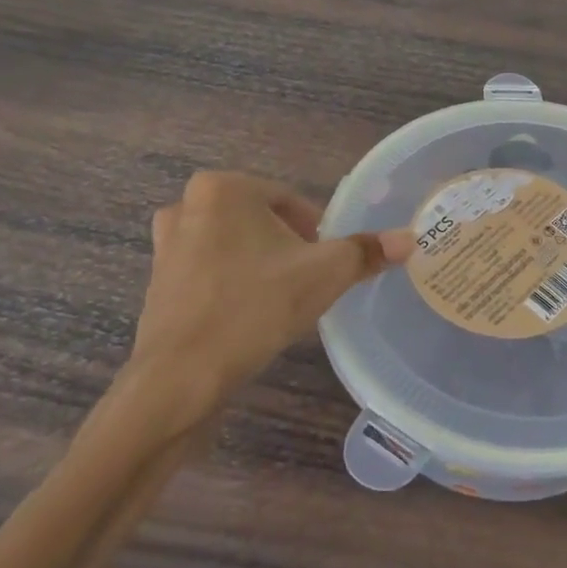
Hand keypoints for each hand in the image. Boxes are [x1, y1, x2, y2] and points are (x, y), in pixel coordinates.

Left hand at [118, 173, 412, 435]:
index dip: (318, 235)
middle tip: (307, 283)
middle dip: (289, 249)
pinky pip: (210, 274)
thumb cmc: (254, 308)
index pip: (291, 203)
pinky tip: (248, 318)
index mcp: (223, 189)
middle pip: (262, 223)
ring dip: (261, 267)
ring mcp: (166, 246)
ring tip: (280, 301)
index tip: (327, 266)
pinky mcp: (157, 283)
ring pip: (236, 248)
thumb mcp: (325, 275)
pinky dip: (233, 287)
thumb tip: (409, 238)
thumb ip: (366, 251)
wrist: (179, 379)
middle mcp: (187, 206)